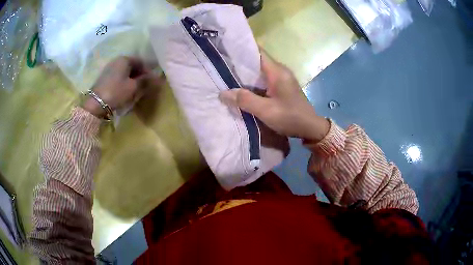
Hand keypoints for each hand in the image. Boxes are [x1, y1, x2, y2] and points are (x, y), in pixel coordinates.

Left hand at [82, 56, 160, 117]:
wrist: (96, 104)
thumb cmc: (116, 92)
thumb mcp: (134, 87)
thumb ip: (145, 81)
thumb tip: (157, 78)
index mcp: (125, 59)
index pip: (141, 61)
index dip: (148, 71)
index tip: (151, 81)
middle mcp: (117, 60)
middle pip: (132, 66)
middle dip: (140, 75)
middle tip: (144, 86)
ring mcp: (109, 68)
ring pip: (125, 72)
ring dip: (132, 79)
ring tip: (135, 89)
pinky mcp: (105, 77)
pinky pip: (118, 76)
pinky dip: (124, 81)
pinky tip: (125, 90)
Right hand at [219, 50, 329, 140]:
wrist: (310, 128)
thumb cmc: (290, 117)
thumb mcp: (266, 111)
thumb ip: (245, 100)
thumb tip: (223, 93)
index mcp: (277, 71)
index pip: (257, 52)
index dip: (241, 51)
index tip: (224, 52)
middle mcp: (279, 71)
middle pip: (256, 61)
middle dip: (239, 64)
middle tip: (220, 67)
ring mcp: (281, 79)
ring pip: (259, 72)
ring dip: (245, 75)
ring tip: (226, 76)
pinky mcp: (281, 87)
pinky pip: (263, 80)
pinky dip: (252, 83)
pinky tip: (241, 88)